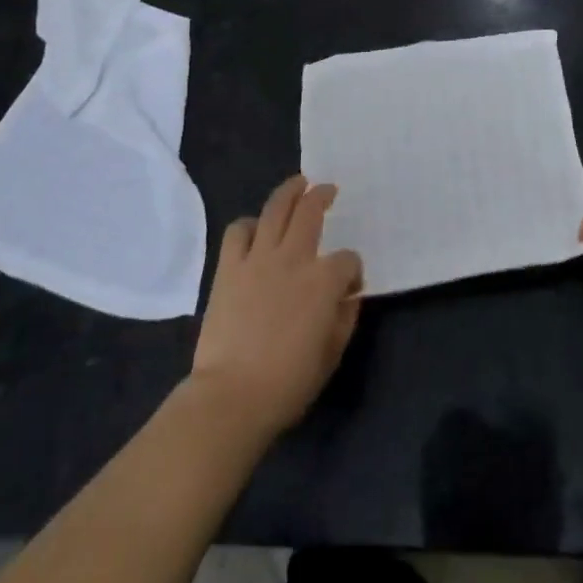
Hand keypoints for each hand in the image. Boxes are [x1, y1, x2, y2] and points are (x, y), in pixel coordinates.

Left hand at [190, 176, 364, 439]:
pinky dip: (248, 225)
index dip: (353, 271)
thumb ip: (345, 319)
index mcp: (324, 281)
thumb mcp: (331, 354)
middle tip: (327, 190)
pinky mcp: (229, 268)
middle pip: (311, 211)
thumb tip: (348, 298)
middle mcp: (294, 258)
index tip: (350, 287)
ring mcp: (258, 259)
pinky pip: (238, 231)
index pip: (347, 260)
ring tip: (297, 185)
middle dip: (323, 196)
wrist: (231, 397)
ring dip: (289, 192)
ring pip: (275, 208)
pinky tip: (255, 229)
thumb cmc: (288, 383)